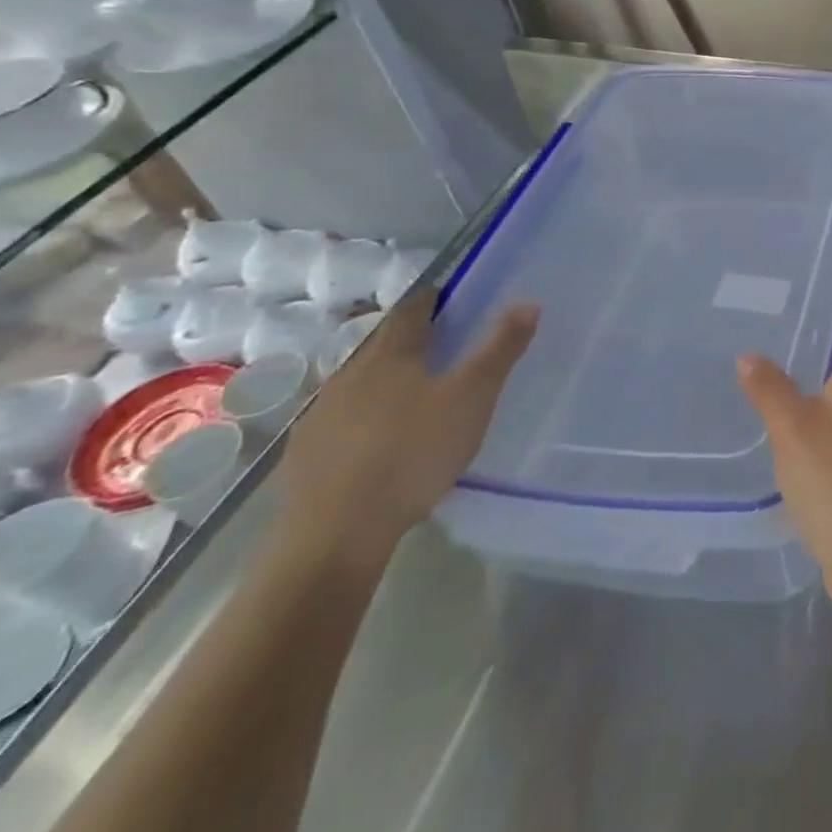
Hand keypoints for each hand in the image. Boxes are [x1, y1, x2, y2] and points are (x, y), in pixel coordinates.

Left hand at [277, 286, 538, 564]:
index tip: (447, 299)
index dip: (430, 300)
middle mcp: (350, 375)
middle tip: (439, 346)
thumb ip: (500, 349)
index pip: (411, 311)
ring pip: (356, 383)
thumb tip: (528, 303)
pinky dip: (360, 419)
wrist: (336, 532)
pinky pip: (338, 421)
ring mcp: (320, 416)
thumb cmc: (414, 452)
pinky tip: (375, 441)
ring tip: (410, 394)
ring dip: (381, 380)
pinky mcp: (304, 456)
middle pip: (381, 344)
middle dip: (407, 340)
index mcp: (391, 355)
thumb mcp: (473, 397)